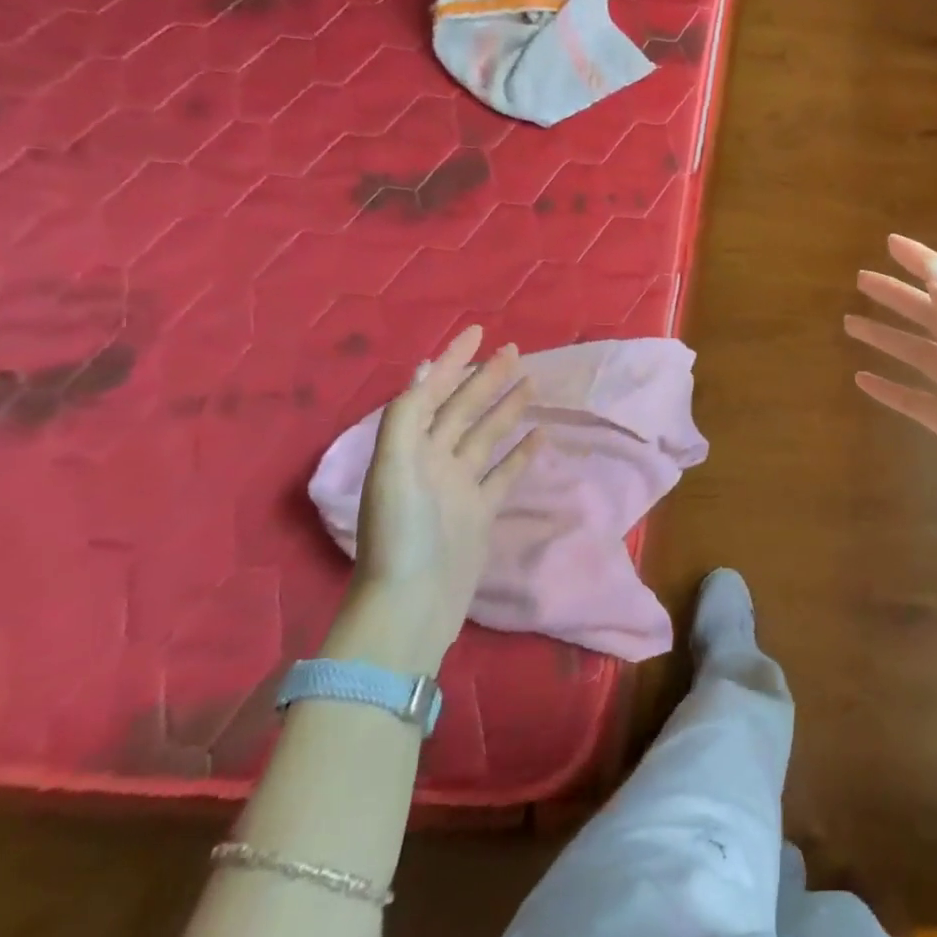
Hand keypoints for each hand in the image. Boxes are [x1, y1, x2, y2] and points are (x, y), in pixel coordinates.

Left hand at [343, 326, 533, 669]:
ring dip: (506, 408)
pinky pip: (504, 472)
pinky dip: (521, 452)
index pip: (433, 392)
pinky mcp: (480, 511)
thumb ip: (407, 416)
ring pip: (487, 435)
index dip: (454, 361)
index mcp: (409, 448)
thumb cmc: (402, 532)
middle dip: (486, 378)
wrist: (412, 603)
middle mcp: (433, 461)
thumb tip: (426, 370)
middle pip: (463, 409)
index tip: (478, 332)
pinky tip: (541, 435)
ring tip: (533, 383)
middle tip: (515, 351)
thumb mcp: (395, 467)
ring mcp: (459, 486)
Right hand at [845, 235, 936, 561]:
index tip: (890, 244)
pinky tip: (862, 379)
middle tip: (861, 280)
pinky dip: (889, 386)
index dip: (925, 261)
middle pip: (933, 314)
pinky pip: (914, 397)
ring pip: (918, 354)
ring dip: (887, 337)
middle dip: (898, 295)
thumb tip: (934, 271)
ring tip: (851, 323)